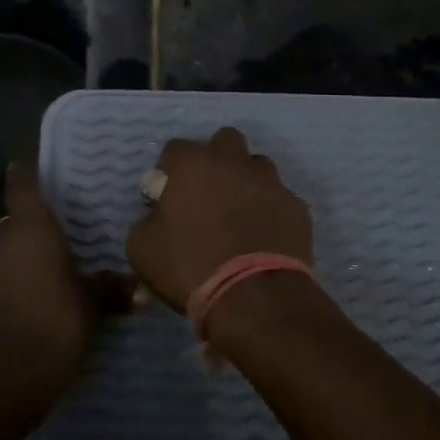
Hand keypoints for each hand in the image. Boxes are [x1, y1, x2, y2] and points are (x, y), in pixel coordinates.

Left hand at [0, 162, 134, 398]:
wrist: (9, 374)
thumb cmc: (57, 321)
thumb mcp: (93, 304)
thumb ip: (111, 290)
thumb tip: (140, 291)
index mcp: (31, 228)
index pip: (22, 188)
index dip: (24, 177)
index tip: (24, 168)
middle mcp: (2, 240)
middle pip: (14, 223)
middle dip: (32, 230)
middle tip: (57, 239)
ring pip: (4, 254)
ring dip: (20, 260)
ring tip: (47, 276)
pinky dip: (11, 286)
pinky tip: (31, 304)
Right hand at [127, 127, 312, 311]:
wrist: (254, 298)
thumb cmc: (190, 266)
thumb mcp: (142, 248)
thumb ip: (147, 220)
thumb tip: (158, 215)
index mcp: (193, 164)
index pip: (176, 148)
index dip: (170, 170)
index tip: (168, 194)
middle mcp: (233, 162)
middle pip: (225, 141)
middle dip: (215, 159)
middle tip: (208, 193)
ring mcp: (270, 182)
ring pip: (257, 166)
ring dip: (246, 181)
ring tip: (239, 214)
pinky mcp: (297, 206)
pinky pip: (280, 198)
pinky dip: (270, 210)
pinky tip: (263, 236)